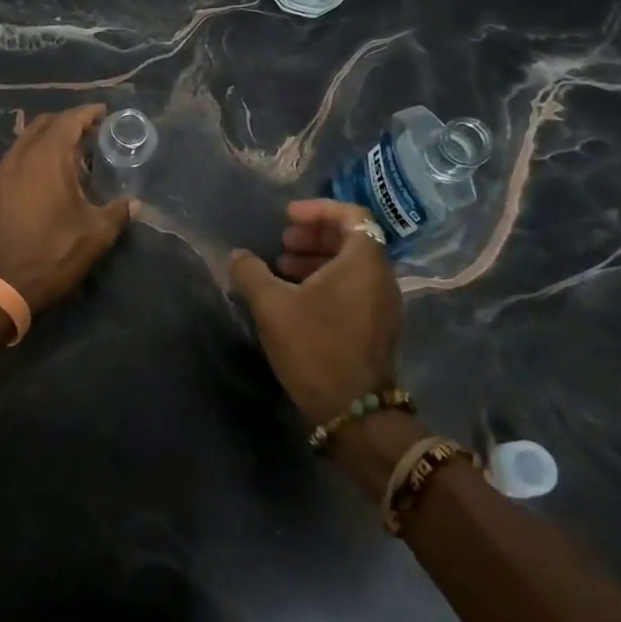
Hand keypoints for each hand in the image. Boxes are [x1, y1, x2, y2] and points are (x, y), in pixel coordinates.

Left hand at [0, 104, 133, 314]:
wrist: (2, 283)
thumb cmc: (53, 252)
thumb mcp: (96, 234)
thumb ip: (117, 212)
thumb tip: (133, 203)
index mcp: (48, 156)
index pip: (69, 119)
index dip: (88, 113)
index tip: (104, 112)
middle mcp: (22, 155)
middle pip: (45, 123)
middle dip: (68, 122)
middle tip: (91, 133)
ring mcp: (3, 171)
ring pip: (27, 139)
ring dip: (49, 138)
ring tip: (71, 154)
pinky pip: (16, 157)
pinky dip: (33, 154)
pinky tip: (46, 175)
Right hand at [229, 199, 401, 425]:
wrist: (354, 411)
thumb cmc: (315, 347)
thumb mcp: (272, 305)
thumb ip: (251, 272)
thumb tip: (238, 256)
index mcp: (363, 261)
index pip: (351, 215)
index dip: (318, 210)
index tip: (288, 218)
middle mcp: (380, 277)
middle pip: (351, 238)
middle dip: (314, 235)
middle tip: (283, 243)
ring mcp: (382, 303)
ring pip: (351, 265)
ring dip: (317, 259)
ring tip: (282, 269)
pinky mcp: (376, 326)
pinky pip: (353, 287)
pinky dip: (326, 281)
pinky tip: (296, 297)